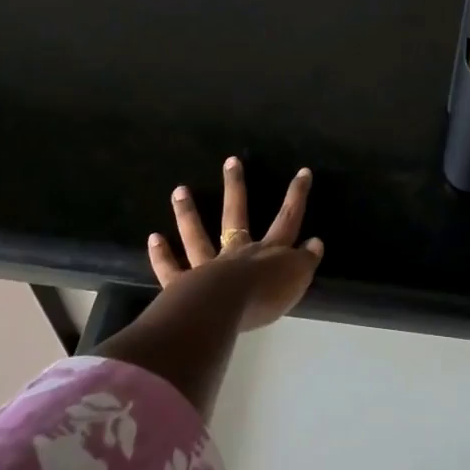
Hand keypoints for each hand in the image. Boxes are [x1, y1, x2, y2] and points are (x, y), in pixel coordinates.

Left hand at [147, 158, 323, 329]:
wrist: (223, 309)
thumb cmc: (264, 296)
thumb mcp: (296, 279)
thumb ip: (305, 261)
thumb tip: (315, 243)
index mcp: (268, 252)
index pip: (287, 219)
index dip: (296, 196)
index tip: (303, 172)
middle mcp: (237, 253)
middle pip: (236, 215)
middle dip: (236, 187)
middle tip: (231, 161)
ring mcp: (207, 266)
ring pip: (197, 236)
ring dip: (188, 213)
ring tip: (179, 190)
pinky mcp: (183, 285)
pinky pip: (171, 269)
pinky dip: (162, 255)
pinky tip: (154, 238)